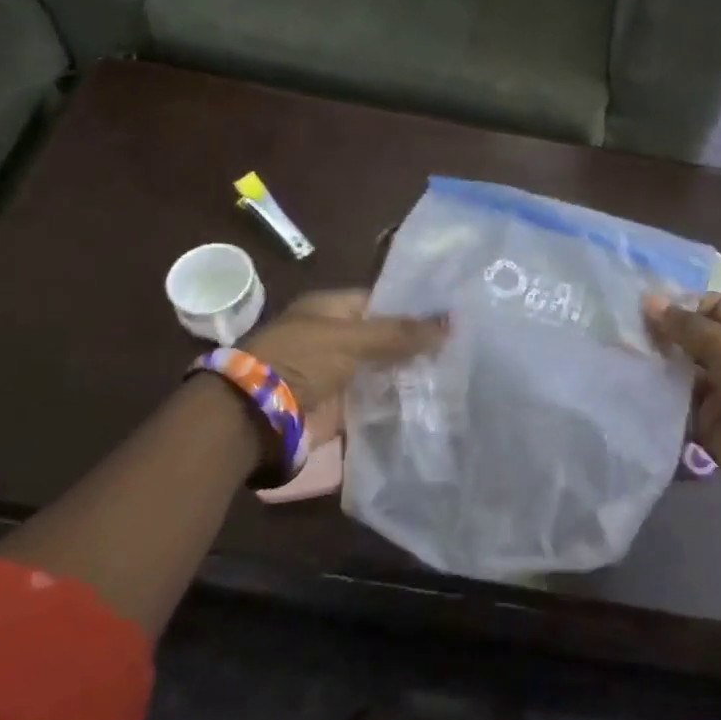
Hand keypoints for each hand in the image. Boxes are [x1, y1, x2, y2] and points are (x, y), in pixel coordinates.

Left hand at [241, 290, 446, 440]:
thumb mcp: (352, 338)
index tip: (449, 316)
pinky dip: (399, 402)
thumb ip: (401, 333)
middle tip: (462, 346)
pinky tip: (434, 400)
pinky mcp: (342, 407)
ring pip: (384, 370)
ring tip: (457, 373)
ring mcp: (338, 374)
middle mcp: (334, 339)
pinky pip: (377, 401)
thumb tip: (452, 321)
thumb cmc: (301, 360)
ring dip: (411, 374)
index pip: (380, 302)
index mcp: (330, 310)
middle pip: (384, 338)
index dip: (412, 308)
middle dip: (416, 344)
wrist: (258, 417)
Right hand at [645, 293, 720, 507]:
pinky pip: (673, 401)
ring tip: (621, 349)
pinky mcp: (701, 419)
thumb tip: (649, 301)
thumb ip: (688, 327)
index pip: (712, 307)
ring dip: (655, 360)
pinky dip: (655, 392)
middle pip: (692, 338)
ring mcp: (716, 390)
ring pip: (679, 368)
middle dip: (663, 332)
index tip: (649, 305)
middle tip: (624, 325)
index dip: (684, 303)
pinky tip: (628, 379)